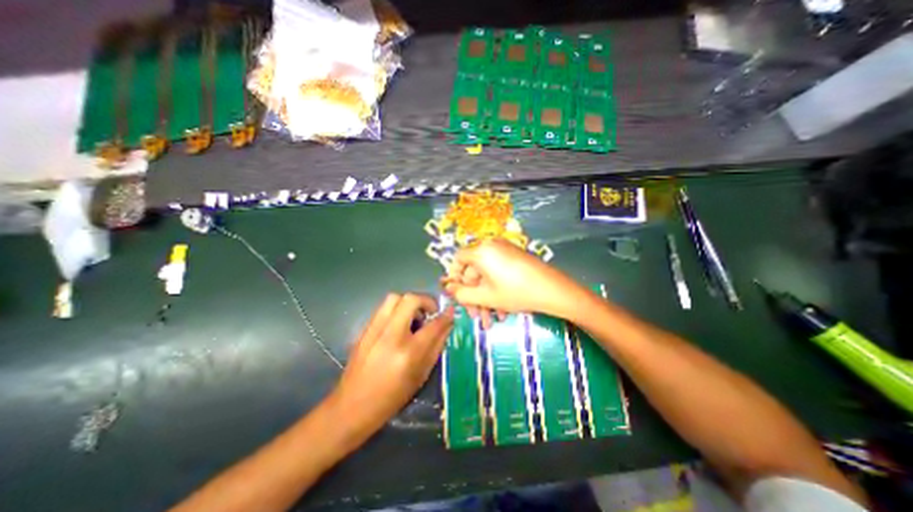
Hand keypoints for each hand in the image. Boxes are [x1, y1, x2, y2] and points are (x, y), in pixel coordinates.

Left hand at [333, 293, 452, 437]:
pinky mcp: (364, 329)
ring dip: (409, 303)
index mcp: (408, 353)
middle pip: (411, 299)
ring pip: (394, 298)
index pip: (433, 325)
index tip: (451, 312)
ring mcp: (374, 330)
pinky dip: (396, 309)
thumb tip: (447, 325)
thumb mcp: (420, 376)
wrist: (351, 407)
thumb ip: (436, 347)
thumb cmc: (391, 398)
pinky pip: (383, 308)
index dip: (445, 316)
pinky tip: (399, 324)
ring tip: (414, 317)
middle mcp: (391, 335)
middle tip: (430, 313)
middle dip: (426, 301)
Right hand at [443, 238, 583, 325]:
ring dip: (486, 298)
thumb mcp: (485, 296)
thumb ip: (461, 294)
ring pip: (487, 276)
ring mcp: (505, 251)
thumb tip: (448, 288)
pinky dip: (497, 290)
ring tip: (491, 320)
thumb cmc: (515, 292)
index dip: (454, 277)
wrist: (553, 290)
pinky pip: (498, 273)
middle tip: (476, 316)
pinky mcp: (515, 257)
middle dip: (474, 297)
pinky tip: (502, 310)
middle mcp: (491, 246)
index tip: (457, 295)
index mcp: (481, 251)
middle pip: (474, 272)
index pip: (458, 260)